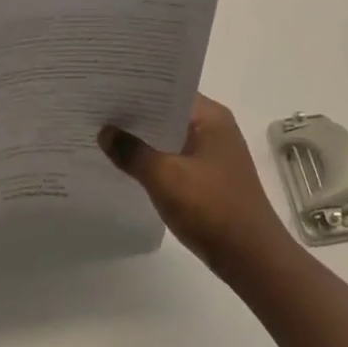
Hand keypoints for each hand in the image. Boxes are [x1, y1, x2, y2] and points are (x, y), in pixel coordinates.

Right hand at [99, 96, 294, 281]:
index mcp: (211, 117)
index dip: (137, 88)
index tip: (104, 87)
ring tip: (103, 134)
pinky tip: (126, 165)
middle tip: (95, 110)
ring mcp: (213, 155)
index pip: (168, 90)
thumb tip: (105, 132)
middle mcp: (215, 129)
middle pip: (167, 113)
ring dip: (143, 140)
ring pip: (169, 138)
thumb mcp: (165, 177)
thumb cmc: (212, 209)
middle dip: (135, 114)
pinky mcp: (209, 179)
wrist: (252, 259)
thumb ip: (132, 152)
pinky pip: (174, 159)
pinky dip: (154, 160)